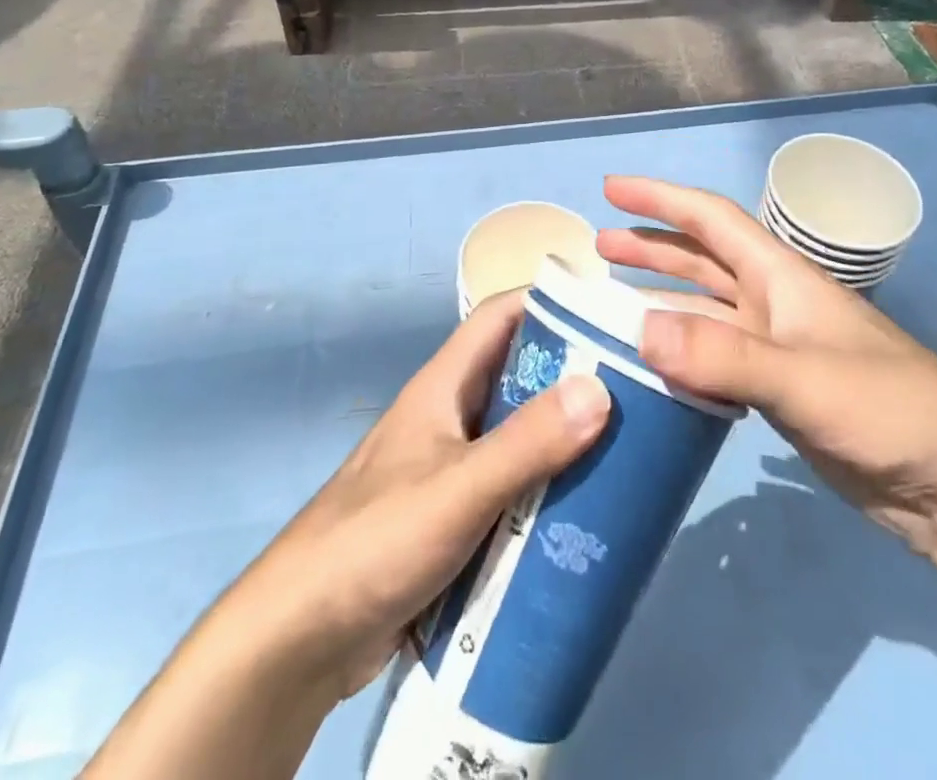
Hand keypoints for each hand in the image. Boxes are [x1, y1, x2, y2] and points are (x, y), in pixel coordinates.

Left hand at [216, 292, 611, 698]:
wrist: (301, 635)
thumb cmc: (376, 539)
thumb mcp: (458, 488)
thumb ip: (526, 444)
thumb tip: (600, 389)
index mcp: (445, 385)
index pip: (501, 316)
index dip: (550, 302)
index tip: (608, 312)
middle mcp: (449, 415)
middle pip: (517, 376)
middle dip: (571, 377)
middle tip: (635, 391)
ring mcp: (449, 467)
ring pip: (517, 435)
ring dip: (562, 439)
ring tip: (624, 452)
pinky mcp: (452, 517)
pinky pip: (510, 488)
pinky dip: (543, 490)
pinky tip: (582, 514)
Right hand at [598, 175, 936, 553]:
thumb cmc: (885, 408)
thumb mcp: (802, 378)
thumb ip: (722, 355)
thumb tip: (642, 330)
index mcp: (780, 277)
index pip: (711, 219)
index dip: (660, 199)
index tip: (612, 189)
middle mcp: (773, 301)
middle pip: (702, 259)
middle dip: (651, 246)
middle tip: (599, 246)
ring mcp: (776, 346)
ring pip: (705, 307)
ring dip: (661, 297)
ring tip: (613, 301)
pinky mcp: (779, 390)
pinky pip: (715, 356)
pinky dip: (681, 350)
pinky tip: (655, 364)